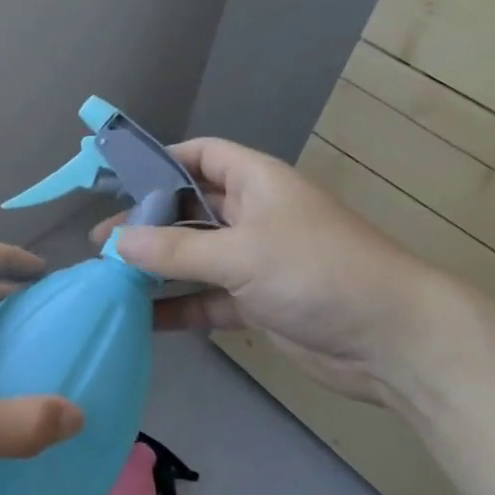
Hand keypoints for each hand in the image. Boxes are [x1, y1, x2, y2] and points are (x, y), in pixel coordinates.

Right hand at [93, 138, 445, 405]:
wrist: (393, 340)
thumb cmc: (317, 271)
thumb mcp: (240, 253)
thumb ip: (176, 250)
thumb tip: (115, 243)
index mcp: (256, 181)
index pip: (201, 155)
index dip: (161, 160)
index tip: (117, 178)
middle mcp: (253, 214)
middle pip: (190, 208)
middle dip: (148, 222)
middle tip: (101, 241)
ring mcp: (256, 260)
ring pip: (195, 256)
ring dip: (158, 267)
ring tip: (110, 278)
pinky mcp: (258, 302)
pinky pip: (207, 297)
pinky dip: (178, 306)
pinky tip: (142, 318)